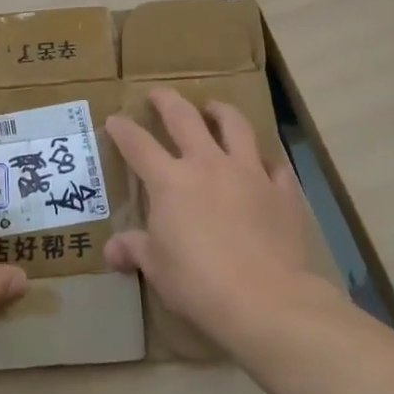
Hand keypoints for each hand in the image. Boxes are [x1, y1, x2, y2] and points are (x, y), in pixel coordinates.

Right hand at [104, 89, 312, 348]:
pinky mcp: (281, 191)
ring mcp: (248, 173)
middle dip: (167, 101)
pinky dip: (266, 163)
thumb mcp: (157, 268)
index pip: (138, 144)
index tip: (115, 119)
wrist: (264, 299)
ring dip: (221, 112)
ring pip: (235, 126)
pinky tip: (264, 166)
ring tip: (214, 108)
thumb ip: (135, 250)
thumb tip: (112, 251)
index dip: (123, 129)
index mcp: (170, 181)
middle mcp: (207, 164)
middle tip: (159, 94)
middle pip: (184, 118)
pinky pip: (275, 166)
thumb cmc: (198, 282)